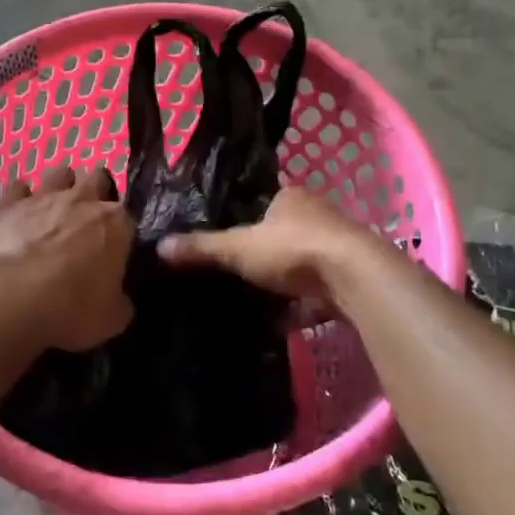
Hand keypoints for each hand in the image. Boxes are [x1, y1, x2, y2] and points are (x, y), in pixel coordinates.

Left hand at [0, 166, 134, 351]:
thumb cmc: (72, 308)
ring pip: (60, 172)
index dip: (122, 230)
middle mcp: (84, 200)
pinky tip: (19, 213)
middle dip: (96, 191)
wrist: (13, 297)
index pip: (128, 215)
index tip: (115, 248)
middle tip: (87, 219)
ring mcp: (46, 197)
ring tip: (55, 209)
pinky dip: (20, 197)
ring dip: (61, 186)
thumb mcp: (112, 319)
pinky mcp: (10, 204)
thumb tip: (120, 299)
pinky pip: (17, 187)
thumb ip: (120, 302)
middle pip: (97, 177)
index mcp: (117, 223)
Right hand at [158, 187, 387, 306]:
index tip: (229, 238)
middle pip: (284, 231)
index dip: (246, 218)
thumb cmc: (293, 249)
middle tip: (238, 270)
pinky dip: (304, 303)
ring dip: (287, 277)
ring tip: (257, 296)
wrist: (354, 279)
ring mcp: (336, 246)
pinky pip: (318, 289)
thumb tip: (159, 246)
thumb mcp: (238, 247)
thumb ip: (202, 247)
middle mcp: (317, 215)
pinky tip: (286, 318)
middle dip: (266, 251)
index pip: (263, 202)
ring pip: (303, 261)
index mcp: (291, 196)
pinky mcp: (348, 277)